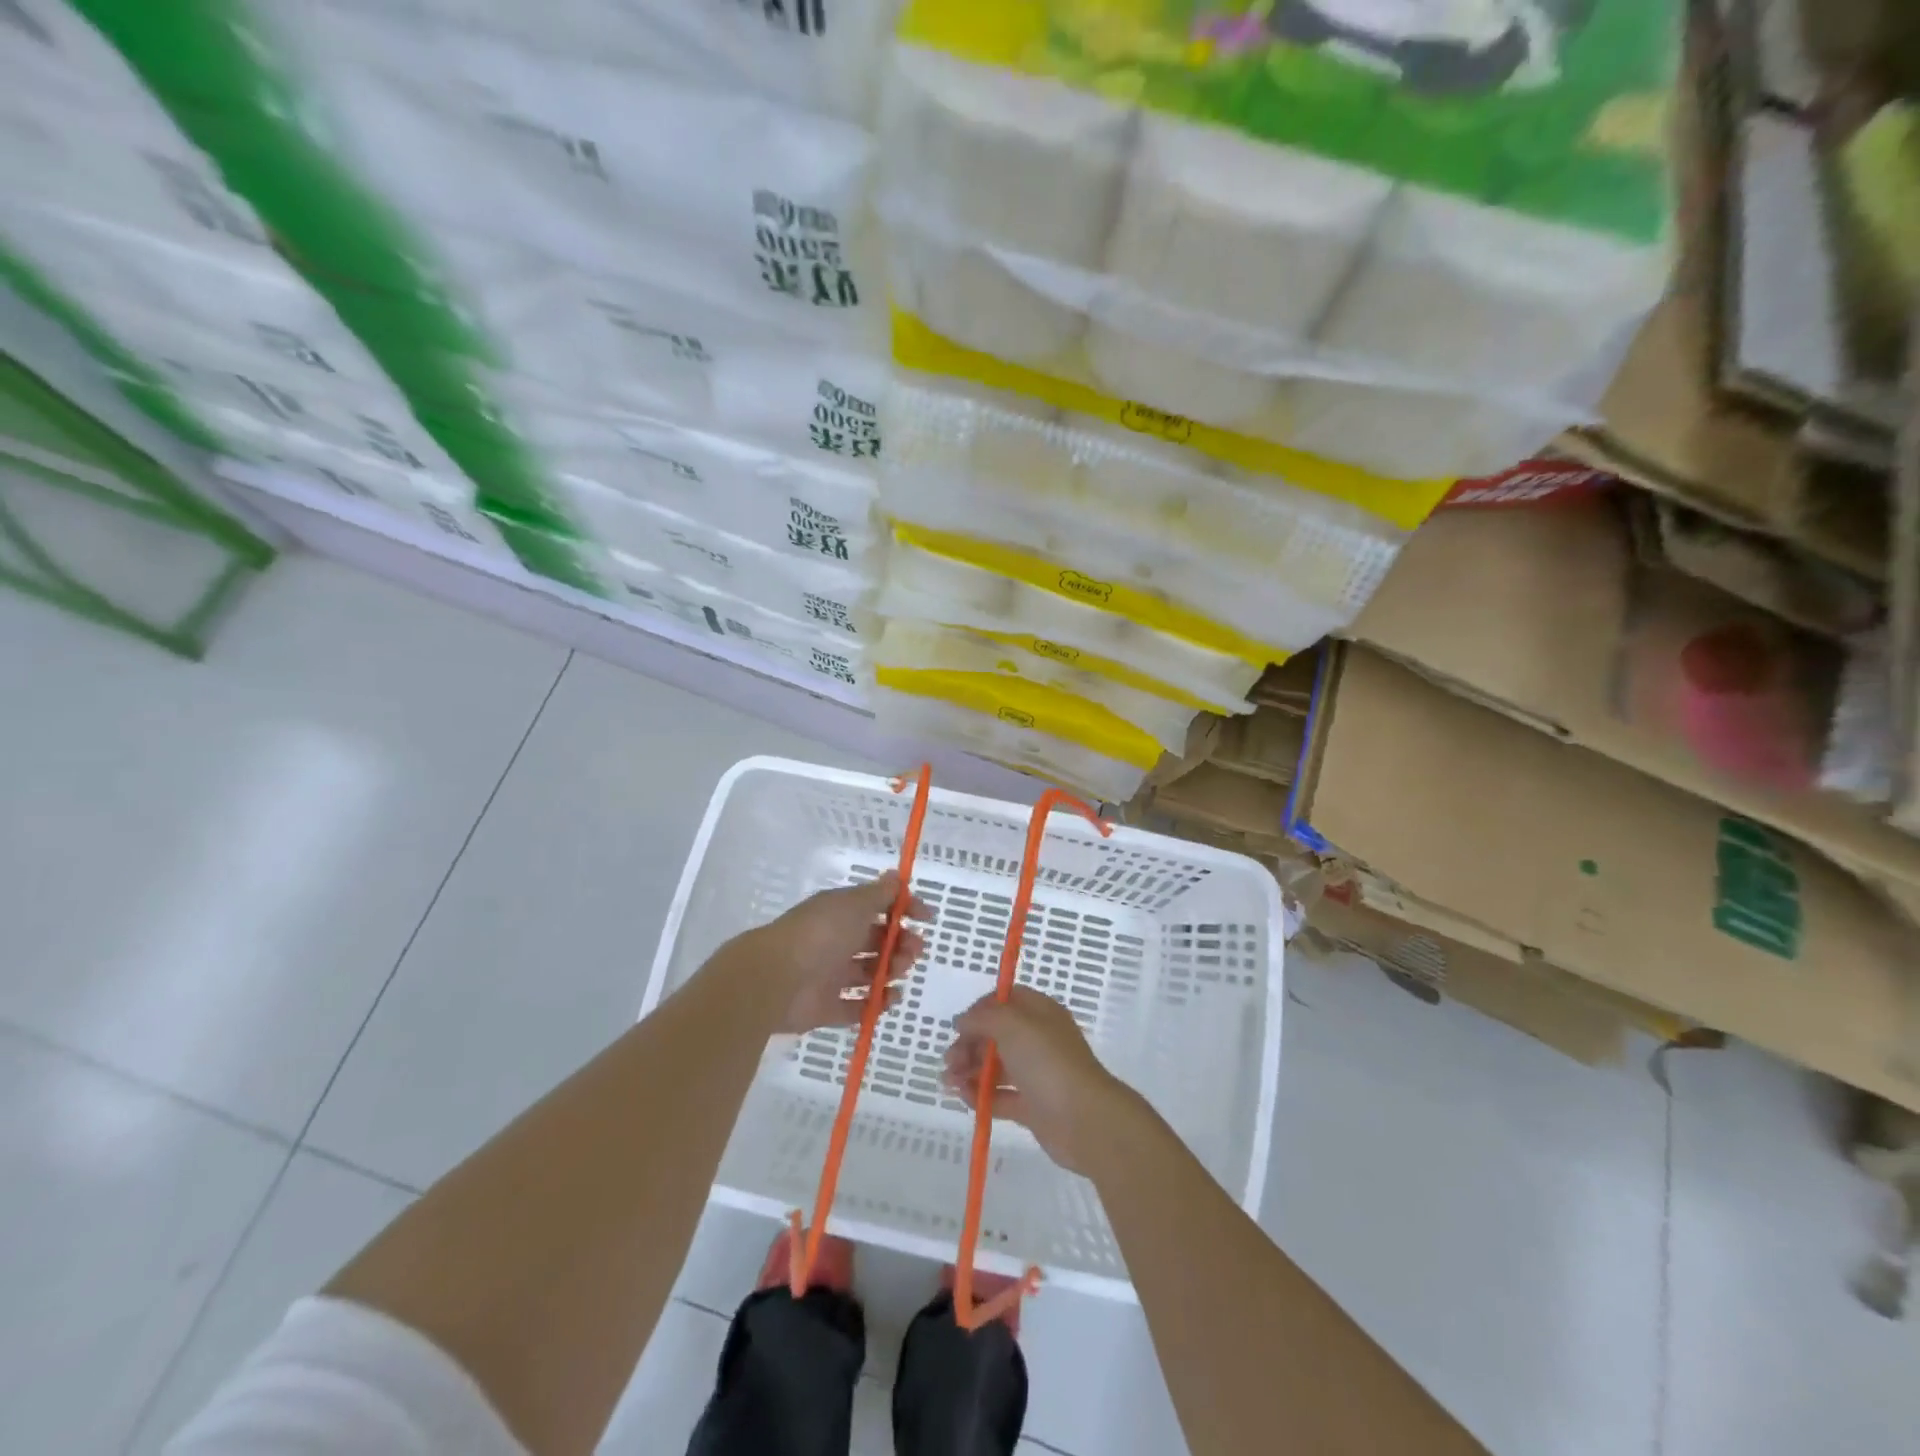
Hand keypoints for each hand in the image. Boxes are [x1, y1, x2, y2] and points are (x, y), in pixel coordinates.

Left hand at [737, 872, 929, 1034]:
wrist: (777, 978)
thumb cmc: (821, 933)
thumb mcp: (855, 904)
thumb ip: (880, 894)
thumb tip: (895, 876)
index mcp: (840, 913)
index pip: (877, 907)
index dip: (904, 910)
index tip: (927, 918)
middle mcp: (835, 941)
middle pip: (875, 941)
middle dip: (900, 943)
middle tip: (914, 950)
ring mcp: (829, 976)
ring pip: (868, 972)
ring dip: (891, 971)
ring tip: (898, 973)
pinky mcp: (825, 1008)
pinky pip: (856, 1007)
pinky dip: (875, 1004)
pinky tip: (890, 999)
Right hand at [943, 986, 1140, 1174]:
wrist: (1085, 1119)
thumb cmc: (1048, 1062)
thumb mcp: (1012, 1025)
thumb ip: (983, 1018)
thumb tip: (962, 1020)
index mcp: (1039, 1013)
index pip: (1005, 1001)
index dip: (980, 1010)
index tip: (960, 1026)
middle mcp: (1038, 1040)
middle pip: (996, 1035)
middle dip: (969, 1045)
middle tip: (950, 1062)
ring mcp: (1036, 1074)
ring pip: (996, 1067)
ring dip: (970, 1071)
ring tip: (948, 1083)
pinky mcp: (1033, 1106)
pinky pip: (1001, 1096)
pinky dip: (981, 1096)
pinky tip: (964, 1098)